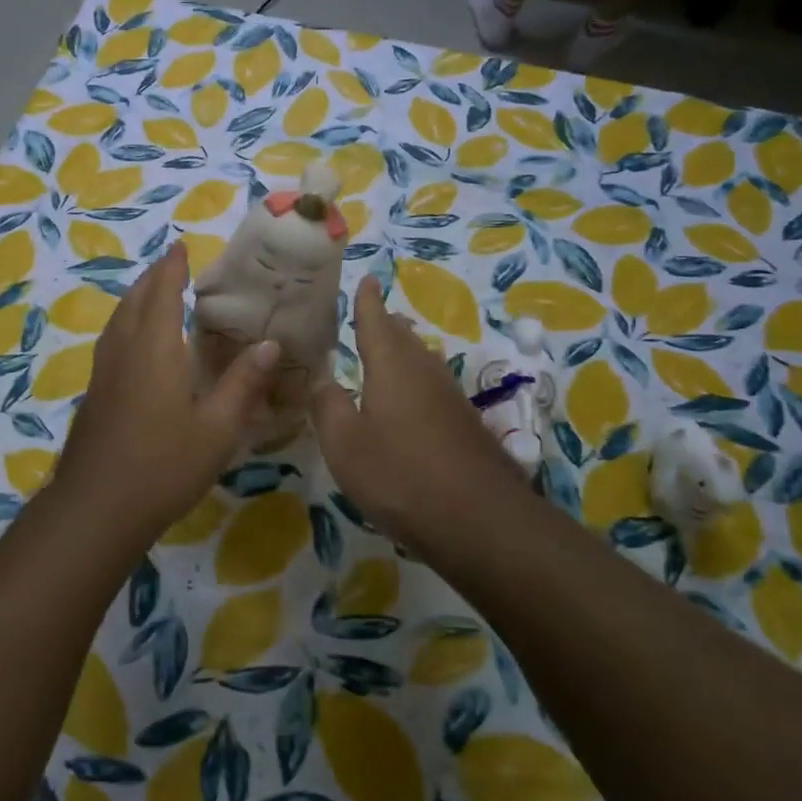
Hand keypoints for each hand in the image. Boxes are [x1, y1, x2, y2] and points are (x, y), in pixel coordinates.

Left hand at [51, 241, 279, 541]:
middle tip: (170, 265)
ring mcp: (103, 373)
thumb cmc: (164, 465)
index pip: (163, 293)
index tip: (180, 246)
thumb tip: (270, 344)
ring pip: (117, 321)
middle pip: (134, 301)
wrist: (97, 508)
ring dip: (135, 299)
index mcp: (155, 349)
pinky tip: (136, 346)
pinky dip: (126, 325)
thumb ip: (243, 383)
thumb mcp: (217, 428)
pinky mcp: (94, 395)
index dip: (172, 268)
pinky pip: (111, 342)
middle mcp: (124, 351)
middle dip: (151, 278)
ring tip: (152, 295)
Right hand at [313, 276, 533, 553]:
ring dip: (404, 350)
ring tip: (388, 348)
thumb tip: (322, 378)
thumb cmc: (400, 476)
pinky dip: (416, 380)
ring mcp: (451, 398)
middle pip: (404, 338)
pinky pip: (434, 386)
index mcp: (392, 367)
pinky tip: (411, 400)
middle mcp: (425, 372)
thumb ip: (328, 406)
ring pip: (423, 360)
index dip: (367, 302)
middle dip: (386, 324)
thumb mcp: (345, 444)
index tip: (368, 279)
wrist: (479, 521)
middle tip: (371, 314)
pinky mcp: (466, 425)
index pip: (375, 322)